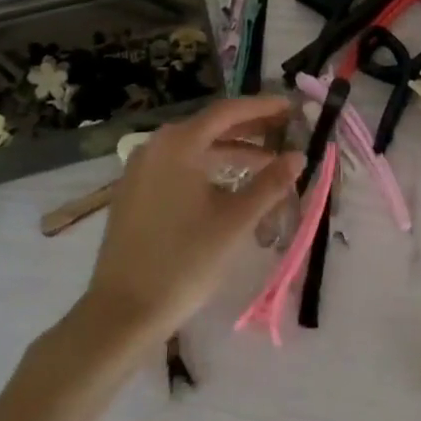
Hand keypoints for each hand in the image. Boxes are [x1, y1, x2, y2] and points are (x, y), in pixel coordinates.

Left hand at [81, 97, 302, 341]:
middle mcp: (156, 146)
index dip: (264, 107)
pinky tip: (232, 185)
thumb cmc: (184, 261)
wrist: (121, 313)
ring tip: (268, 163)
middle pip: (211, 126)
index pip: (229, 111)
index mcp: (179, 144)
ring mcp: (141, 169)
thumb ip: (270, 183)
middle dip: (251, 128)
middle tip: (286, 131)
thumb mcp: (235, 221)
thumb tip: (298, 156)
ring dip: (233, 151)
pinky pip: (180, 166)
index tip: (293, 108)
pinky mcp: (136, 192)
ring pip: (196, 148)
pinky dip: (210, 168)